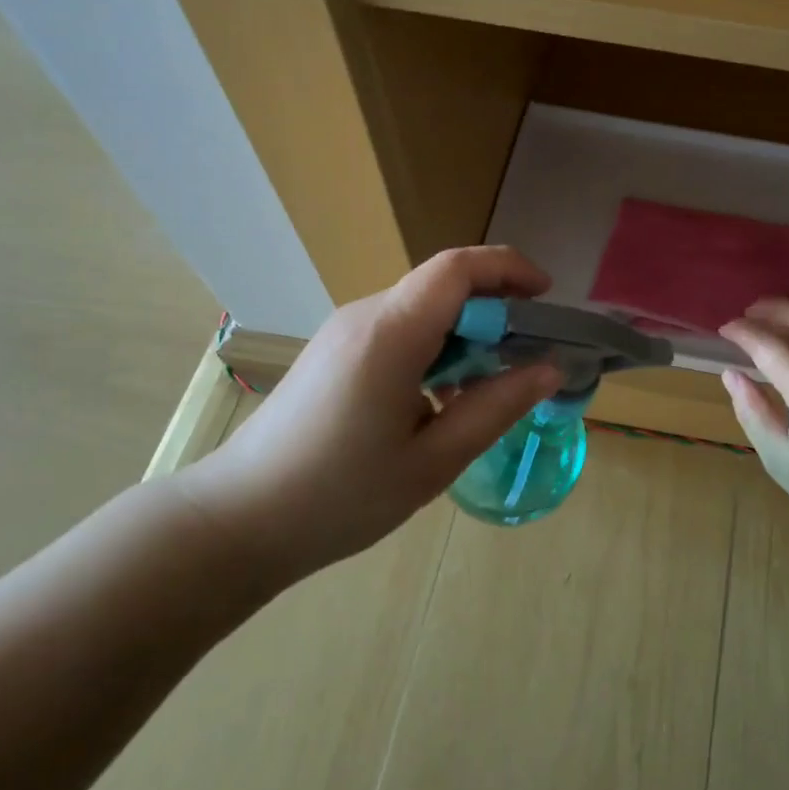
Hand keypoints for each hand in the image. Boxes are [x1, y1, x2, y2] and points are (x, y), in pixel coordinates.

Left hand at [180, 247, 563, 589]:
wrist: (238, 521)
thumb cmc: (340, 496)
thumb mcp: (433, 460)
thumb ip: (496, 407)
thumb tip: (550, 369)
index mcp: (391, 333)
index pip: (458, 268)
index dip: (509, 269)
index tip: (547, 299)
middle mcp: (365, 316)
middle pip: (442, 285)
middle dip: (496, 307)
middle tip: (530, 356)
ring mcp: (344, 332)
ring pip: (422, 309)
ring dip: (466, 333)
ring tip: (491, 385)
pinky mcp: (334, 352)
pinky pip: (398, 330)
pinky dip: (436, 348)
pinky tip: (442, 399)